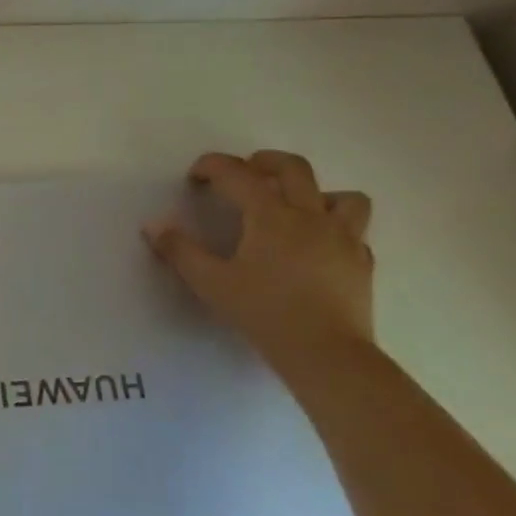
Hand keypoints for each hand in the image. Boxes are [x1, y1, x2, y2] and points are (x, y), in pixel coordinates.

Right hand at [142, 150, 374, 364]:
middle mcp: (310, 216)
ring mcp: (344, 238)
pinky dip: (336, 231)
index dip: (213, 166)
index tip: (196, 175)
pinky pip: (355, 233)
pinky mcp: (362, 264)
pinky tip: (321, 248)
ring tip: (297, 207)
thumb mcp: (211, 283)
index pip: (237, 174)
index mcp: (271, 215)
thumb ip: (180, 251)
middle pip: (294, 168)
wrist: (327, 354)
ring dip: (317, 193)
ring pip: (342, 196)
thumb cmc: (265, 313)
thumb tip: (153, 225)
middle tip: (246, 171)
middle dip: (265, 161)